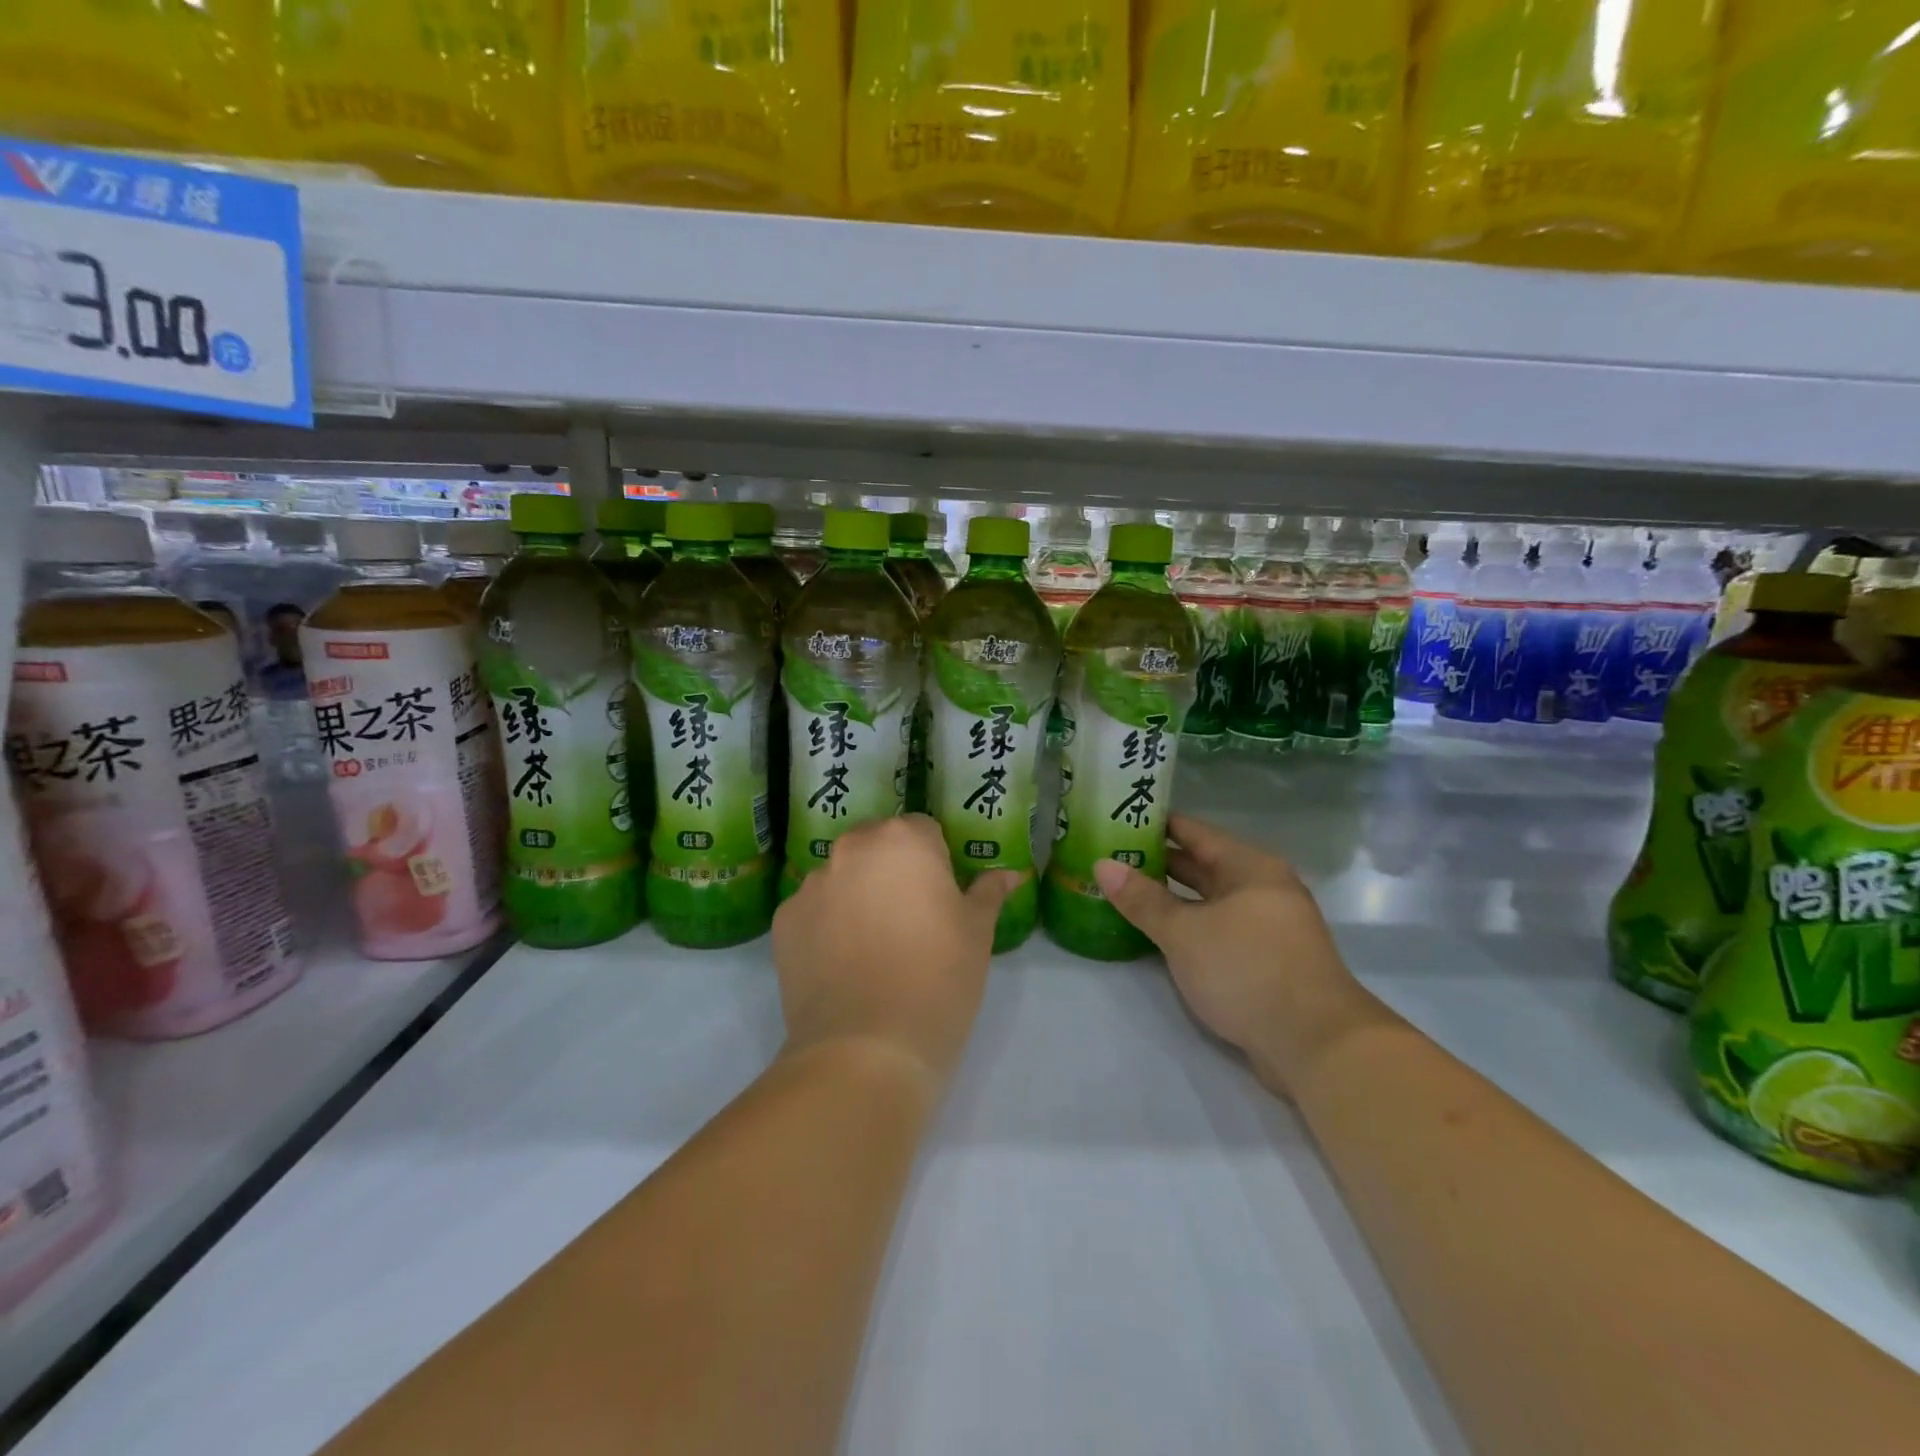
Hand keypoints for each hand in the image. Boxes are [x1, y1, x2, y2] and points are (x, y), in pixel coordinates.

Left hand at [772, 815, 1017, 1090]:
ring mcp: (811, 885)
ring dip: (857, 894)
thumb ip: (988, 892)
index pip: (923, 830)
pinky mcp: (783, 922)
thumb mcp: (977, 934)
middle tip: (911, 919)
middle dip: (893, 870)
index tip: (942, 898)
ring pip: (842, 877)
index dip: (937, 861)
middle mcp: (851, 849)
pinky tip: (842, 965)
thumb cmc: (938, 979)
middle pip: (877, 846)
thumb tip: (1008, 874)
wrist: (866, 1049)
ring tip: (873, 947)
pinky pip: (813, 910)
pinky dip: (826, 925)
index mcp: (903, 840)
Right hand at [1093, 813, 1385, 1097]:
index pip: (1194, 832)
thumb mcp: (1185, 932)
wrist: (1318, 1045)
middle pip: (1202, 865)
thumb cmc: (1248, 970)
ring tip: (1122, 893)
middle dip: (1157, 862)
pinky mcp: (1265, 961)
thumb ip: (1143, 899)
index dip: (1155, 824)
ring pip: (1208, 901)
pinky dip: (1187, 927)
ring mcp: (1266, 927)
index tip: (1117, 818)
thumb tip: (1102, 865)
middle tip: (1109, 857)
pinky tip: (1156, 935)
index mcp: (1249, 867)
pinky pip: (1216, 930)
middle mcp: (1262, 889)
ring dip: (1170, 899)